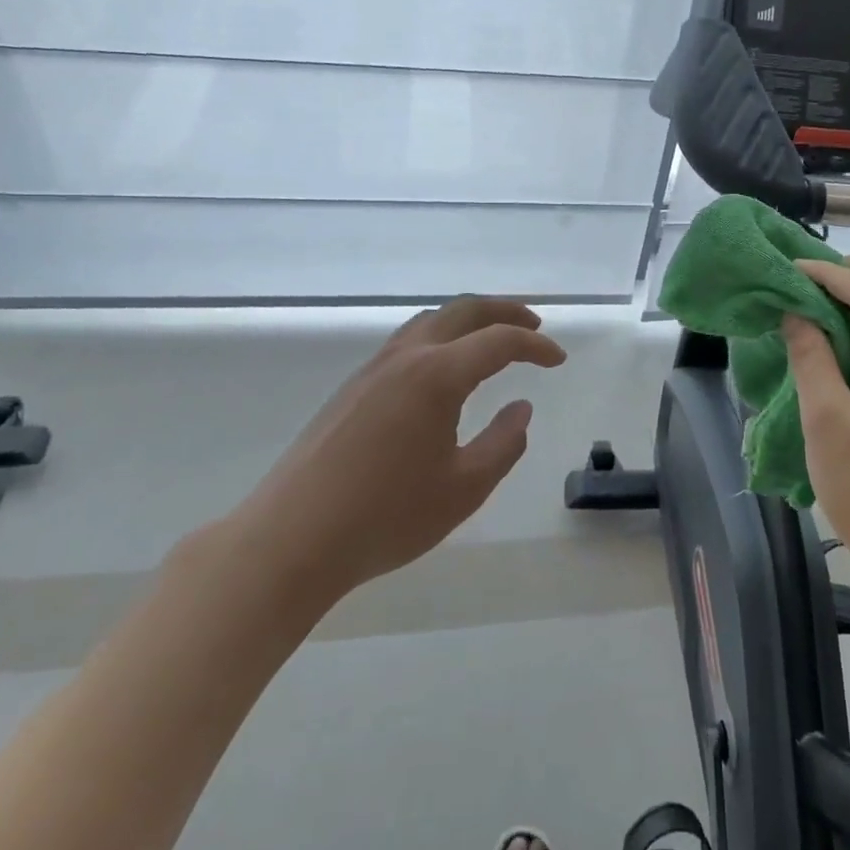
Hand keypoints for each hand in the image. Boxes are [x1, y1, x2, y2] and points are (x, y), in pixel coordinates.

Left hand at [210, 297, 565, 635]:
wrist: (291, 539)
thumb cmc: (386, 516)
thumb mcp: (464, 488)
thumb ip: (503, 444)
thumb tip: (521, 409)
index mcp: (437, 375)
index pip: (499, 341)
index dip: (535, 346)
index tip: (558, 360)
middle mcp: (406, 357)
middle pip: (463, 310)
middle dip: (504, 312)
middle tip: (533, 326)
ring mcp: (373, 369)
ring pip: (430, 320)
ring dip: (468, 320)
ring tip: (492, 339)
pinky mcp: (352, 388)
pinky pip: (407, 340)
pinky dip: (440, 337)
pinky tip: (444, 368)